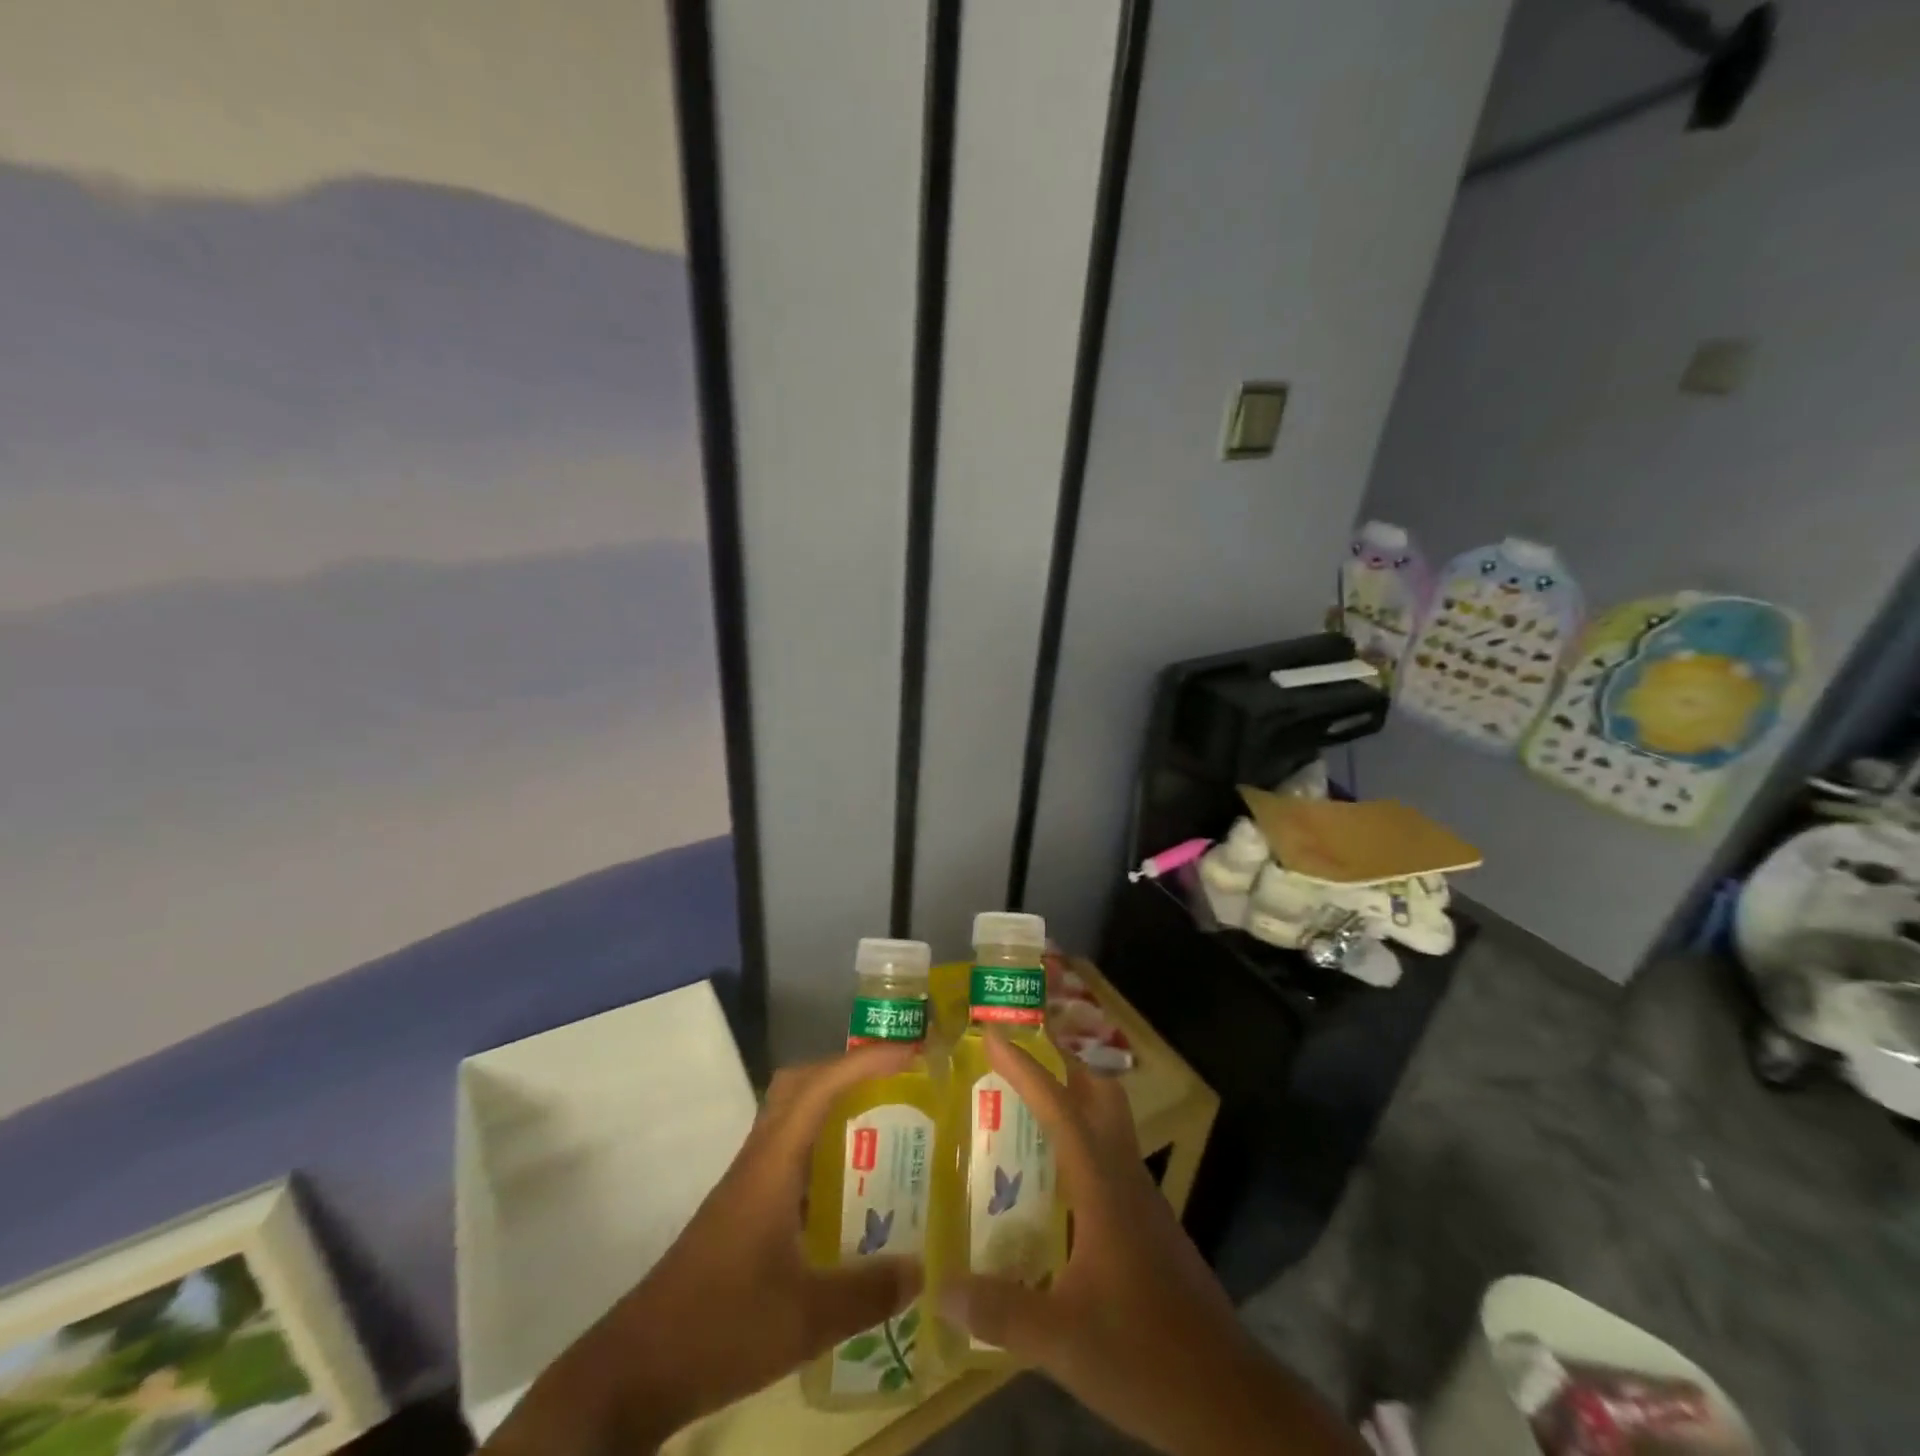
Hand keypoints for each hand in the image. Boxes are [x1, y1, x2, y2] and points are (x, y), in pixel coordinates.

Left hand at [485, 1044, 922, 1455]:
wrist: (636, 1370)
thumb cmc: (720, 1326)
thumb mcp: (805, 1318)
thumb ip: (868, 1293)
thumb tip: (922, 1268)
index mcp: (772, 1163)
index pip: (821, 1086)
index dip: (866, 1062)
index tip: (911, 1052)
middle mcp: (759, 1159)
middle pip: (800, 1085)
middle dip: (848, 1070)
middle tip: (896, 1081)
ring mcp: (746, 1183)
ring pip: (791, 1117)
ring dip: (834, 1105)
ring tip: (883, 1122)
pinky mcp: (742, 1210)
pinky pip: (788, 1152)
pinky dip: (821, 1147)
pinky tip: (848, 1188)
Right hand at [943, 1034, 1364, 1455]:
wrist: (1228, 1399)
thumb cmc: (1144, 1354)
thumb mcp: (1061, 1340)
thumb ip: (1000, 1311)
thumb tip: (942, 1289)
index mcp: (1102, 1185)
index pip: (1060, 1107)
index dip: (1026, 1068)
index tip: (995, 1035)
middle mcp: (1125, 1178)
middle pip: (1102, 1096)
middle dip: (1064, 1065)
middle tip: (1022, 1058)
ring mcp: (1144, 1201)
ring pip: (1111, 1126)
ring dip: (1075, 1102)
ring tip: (1028, 1111)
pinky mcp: (1151, 1227)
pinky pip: (1113, 1160)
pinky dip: (1083, 1145)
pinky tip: (1058, 1182)